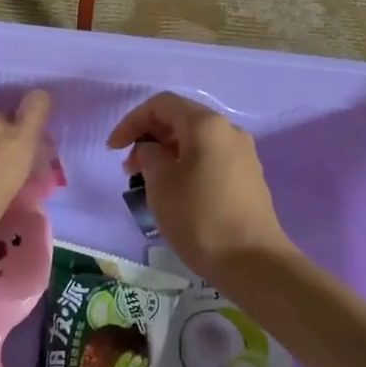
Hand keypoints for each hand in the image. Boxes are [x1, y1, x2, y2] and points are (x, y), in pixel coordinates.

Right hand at [107, 92, 292, 280]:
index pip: (162, 104)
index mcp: (206, 124)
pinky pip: (210, 158)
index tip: (113, 149)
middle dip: (149, 136)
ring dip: (167, 153)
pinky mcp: (248, 177)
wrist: (252, 261)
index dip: (132, 121)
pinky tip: (176, 191)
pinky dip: (186, 165)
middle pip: (181, 119)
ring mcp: (243, 154)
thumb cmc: (199, 217)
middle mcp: (229, 131)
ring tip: (149, 182)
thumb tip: (151, 151)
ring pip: (196, 140)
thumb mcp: (160, 183)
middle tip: (129, 167)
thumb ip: (148, 156)